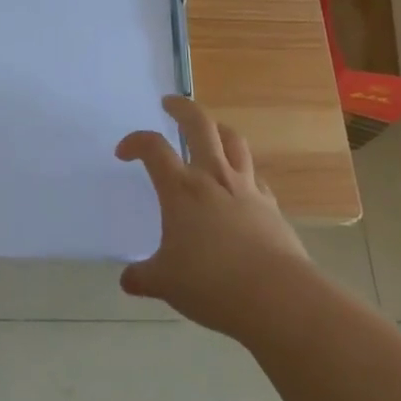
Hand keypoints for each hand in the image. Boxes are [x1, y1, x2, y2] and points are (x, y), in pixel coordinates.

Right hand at [118, 96, 313, 339]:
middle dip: (182, 108)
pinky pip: (254, 176)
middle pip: (199, 124)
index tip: (124, 153)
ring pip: (233, 140)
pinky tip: (239, 184)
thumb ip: (143, 277)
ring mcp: (246, 188)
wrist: (276, 296)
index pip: (153, 148)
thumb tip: (128, 280)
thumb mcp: (166, 283)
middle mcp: (213, 176)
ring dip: (218, 129)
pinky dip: (242, 171)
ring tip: (209, 131)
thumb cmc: (211, 283)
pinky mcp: (270, 205)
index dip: (135, 142)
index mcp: (181, 188)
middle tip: (170, 103)